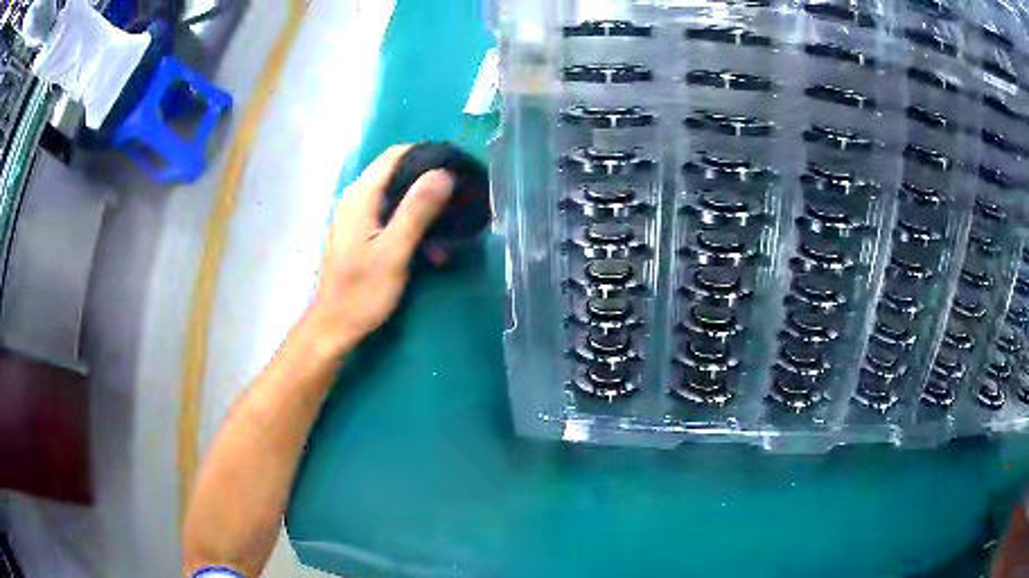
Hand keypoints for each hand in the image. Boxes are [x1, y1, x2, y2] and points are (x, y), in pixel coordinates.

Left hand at [307, 145, 453, 352]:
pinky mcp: (359, 234)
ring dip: (423, 212)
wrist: (334, 326)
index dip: (427, 155)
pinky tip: (429, 250)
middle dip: (429, 186)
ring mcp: (355, 216)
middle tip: (458, 204)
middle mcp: (355, 198)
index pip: (396, 154)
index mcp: (361, 195)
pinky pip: (389, 217)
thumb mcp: (394, 252)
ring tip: (448, 236)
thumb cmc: (362, 292)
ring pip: (396, 197)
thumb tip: (443, 173)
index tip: (456, 169)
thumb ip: (417, 210)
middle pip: (397, 174)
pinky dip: (411, 226)